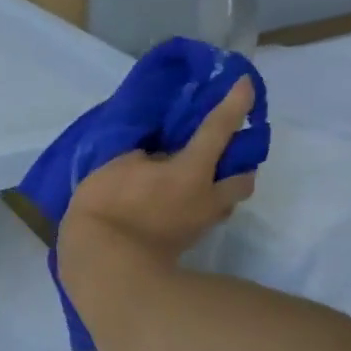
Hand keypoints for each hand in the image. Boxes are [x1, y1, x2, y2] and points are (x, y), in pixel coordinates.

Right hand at [60, 78, 258, 266]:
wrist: (105, 265)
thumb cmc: (108, 209)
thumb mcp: (115, 167)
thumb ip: (142, 156)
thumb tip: (155, 156)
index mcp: (192, 171)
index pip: (219, 130)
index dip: (233, 105)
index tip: (245, 85)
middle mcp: (206, 196)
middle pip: (242, 177)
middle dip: (238, 162)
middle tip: (219, 151)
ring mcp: (198, 224)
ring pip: (224, 201)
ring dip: (218, 186)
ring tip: (194, 178)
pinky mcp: (184, 243)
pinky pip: (201, 216)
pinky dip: (195, 204)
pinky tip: (174, 200)